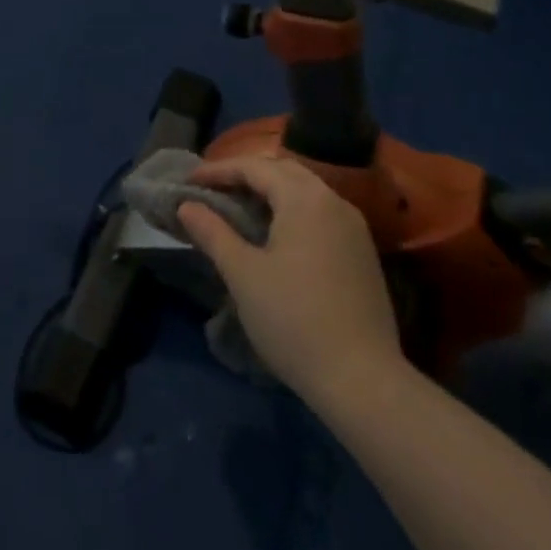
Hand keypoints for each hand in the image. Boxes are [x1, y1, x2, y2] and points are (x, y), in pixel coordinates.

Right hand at [179, 155, 405, 400]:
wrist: (363, 382)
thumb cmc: (294, 320)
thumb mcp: (243, 274)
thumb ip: (213, 232)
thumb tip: (186, 206)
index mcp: (304, 198)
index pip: (254, 167)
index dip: (218, 170)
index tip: (188, 181)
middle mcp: (333, 201)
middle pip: (283, 171)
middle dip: (246, 174)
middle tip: (214, 189)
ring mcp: (354, 227)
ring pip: (305, 190)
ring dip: (271, 191)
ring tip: (240, 207)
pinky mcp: (362, 253)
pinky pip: (320, 212)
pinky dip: (292, 210)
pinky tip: (276, 233)